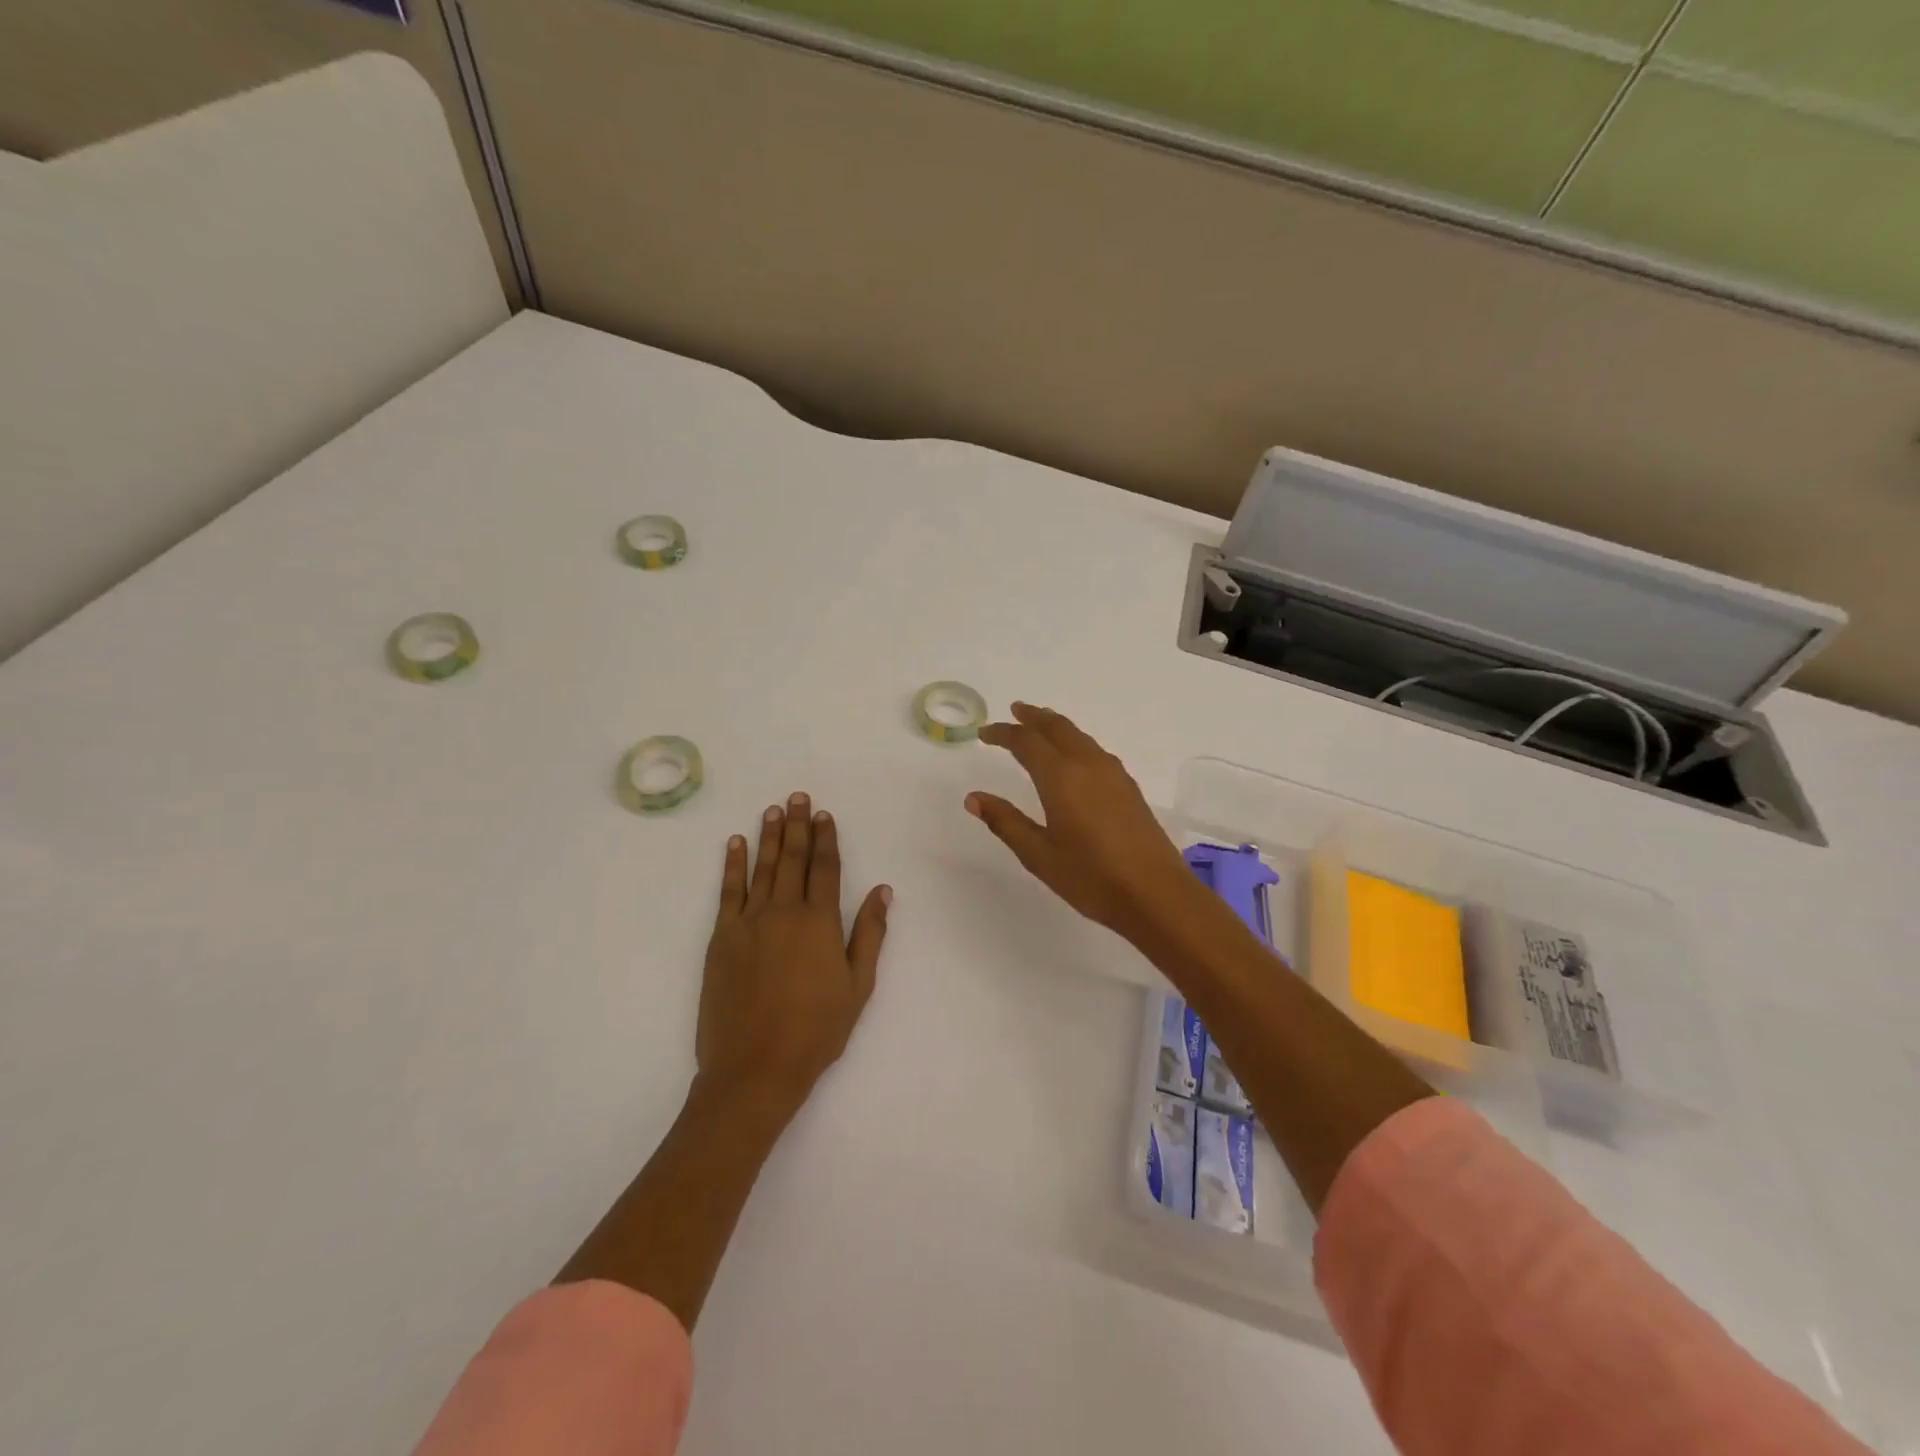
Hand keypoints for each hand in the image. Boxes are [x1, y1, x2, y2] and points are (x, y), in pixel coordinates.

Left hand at [696, 793, 890, 1121]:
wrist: (755, 1067)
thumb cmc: (816, 1031)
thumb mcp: (857, 986)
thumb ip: (869, 934)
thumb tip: (882, 890)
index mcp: (820, 922)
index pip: (825, 868)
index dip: (826, 839)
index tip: (825, 815)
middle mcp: (784, 912)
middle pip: (793, 859)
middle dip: (798, 826)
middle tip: (798, 797)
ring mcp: (749, 922)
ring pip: (763, 868)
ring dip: (769, 836)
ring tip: (774, 810)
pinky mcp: (722, 938)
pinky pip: (728, 891)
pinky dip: (733, 864)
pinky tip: (736, 843)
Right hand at [964, 704, 1194, 937]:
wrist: (1156, 894)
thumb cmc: (1091, 877)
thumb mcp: (1039, 854)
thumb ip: (1006, 822)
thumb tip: (974, 797)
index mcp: (1061, 777)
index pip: (1026, 742)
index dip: (1003, 733)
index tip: (984, 733)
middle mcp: (1088, 765)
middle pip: (1057, 727)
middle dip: (1033, 717)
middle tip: (1014, 711)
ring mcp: (1113, 774)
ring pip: (1079, 736)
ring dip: (1056, 726)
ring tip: (1041, 726)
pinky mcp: (1129, 788)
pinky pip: (1094, 750)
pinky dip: (1075, 741)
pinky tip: (1074, 757)